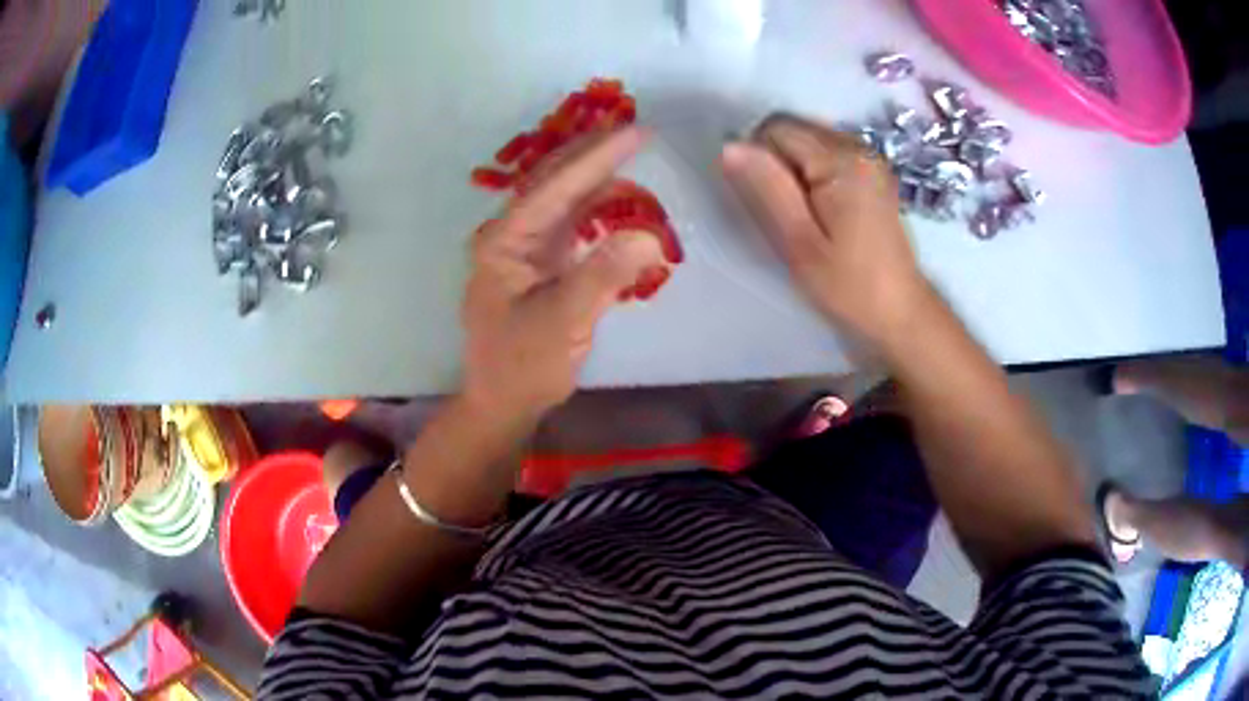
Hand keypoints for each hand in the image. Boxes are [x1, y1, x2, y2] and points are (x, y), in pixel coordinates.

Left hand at [463, 128, 665, 418]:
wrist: (503, 403)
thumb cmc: (523, 365)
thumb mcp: (564, 321)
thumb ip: (604, 274)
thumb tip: (649, 236)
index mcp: (506, 240)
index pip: (556, 186)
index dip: (598, 157)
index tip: (638, 133)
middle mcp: (512, 235)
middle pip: (556, 183)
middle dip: (596, 156)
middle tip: (638, 134)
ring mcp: (526, 250)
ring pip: (565, 202)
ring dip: (599, 181)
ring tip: (634, 161)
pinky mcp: (541, 266)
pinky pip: (572, 226)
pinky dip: (599, 212)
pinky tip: (621, 204)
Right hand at [720, 114, 933, 347]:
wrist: (900, 311)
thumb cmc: (849, 285)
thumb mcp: (799, 243)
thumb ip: (766, 189)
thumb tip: (730, 146)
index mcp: (841, 160)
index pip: (776, 129)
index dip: (757, 160)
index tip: (767, 204)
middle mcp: (858, 146)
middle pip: (793, 128)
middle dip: (775, 162)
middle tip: (785, 213)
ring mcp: (869, 157)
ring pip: (807, 140)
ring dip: (792, 168)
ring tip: (803, 214)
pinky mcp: (872, 171)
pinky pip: (825, 153)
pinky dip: (811, 172)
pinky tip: (821, 210)